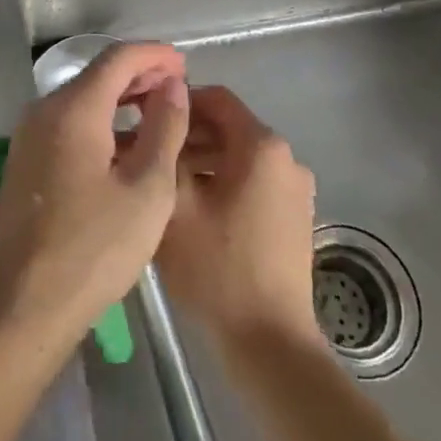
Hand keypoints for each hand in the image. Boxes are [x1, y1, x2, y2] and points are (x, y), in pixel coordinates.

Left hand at [0, 42, 190, 346]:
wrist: (23, 306)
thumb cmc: (94, 249)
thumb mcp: (147, 189)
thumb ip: (164, 128)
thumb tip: (172, 85)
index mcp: (73, 109)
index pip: (117, 58)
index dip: (154, 55)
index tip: (185, 64)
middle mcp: (44, 110)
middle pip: (97, 74)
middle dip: (139, 74)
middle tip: (178, 87)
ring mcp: (29, 135)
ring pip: (82, 98)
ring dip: (121, 98)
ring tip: (159, 111)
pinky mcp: (25, 160)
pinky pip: (69, 122)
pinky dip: (101, 120)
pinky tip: (125, 143)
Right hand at [158, 86, 322, 351]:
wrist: (270, 343)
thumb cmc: (218, 267)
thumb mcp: (176, 205)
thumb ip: (166, 151)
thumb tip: (157, 121)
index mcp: (262, 146)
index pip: (217, 98)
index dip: (179, 101)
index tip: (145, 116)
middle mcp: (286, 158)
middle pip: (229, 127)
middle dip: (187, 135)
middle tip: (148, 152)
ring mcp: (295, 189)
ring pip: (239, 156)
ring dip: (202, 160)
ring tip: (164, 182)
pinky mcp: (294, 217)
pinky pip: (253, 181)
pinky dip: (223, 182)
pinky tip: (193, 208)